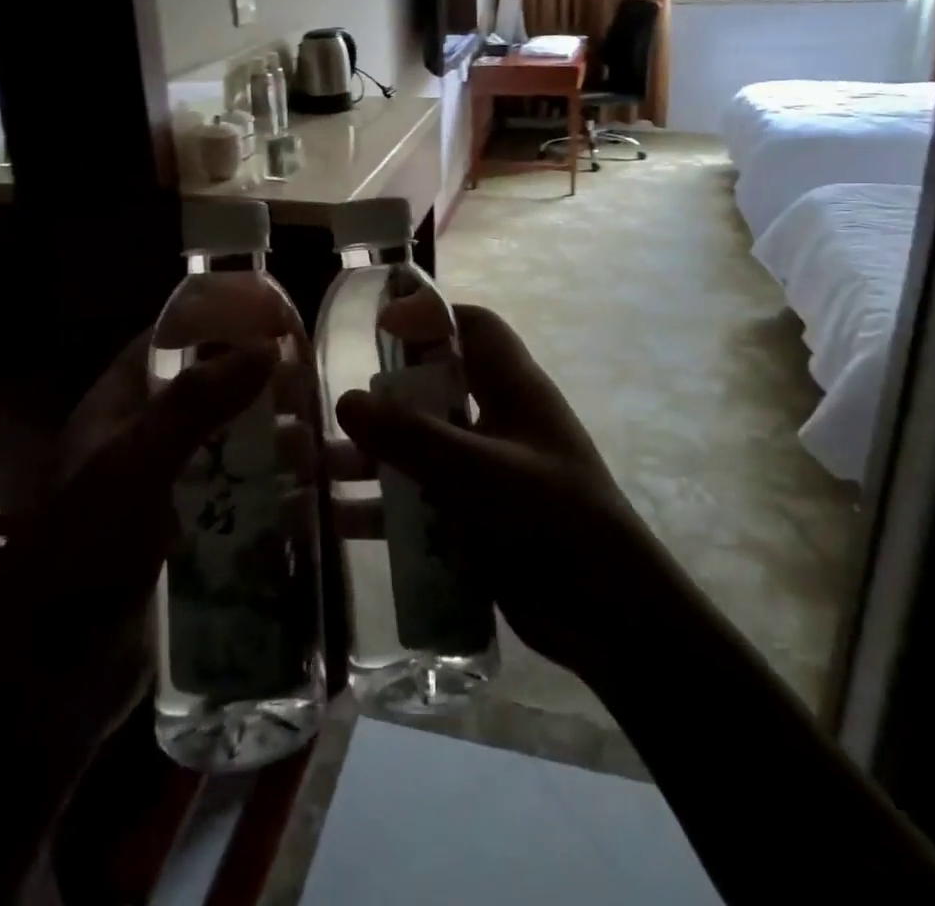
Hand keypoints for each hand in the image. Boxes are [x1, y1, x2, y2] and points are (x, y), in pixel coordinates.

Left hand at [0, 334, 275, 894]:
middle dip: (257, 381)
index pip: (168, 340)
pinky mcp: (189, 535)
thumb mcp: (133, 466)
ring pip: (228, 443)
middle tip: (316, 378)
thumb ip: (194, 403)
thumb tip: (266, 346)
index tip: (275, 315)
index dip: (216, 319)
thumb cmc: (84, 552)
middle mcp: (142, 440)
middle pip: (208, 390)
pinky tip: (312, 491)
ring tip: (326, 434)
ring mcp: (167, 489)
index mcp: (116, 409)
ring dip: (270, 436)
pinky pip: (236, 495)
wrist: (52, 680)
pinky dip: (270, 486)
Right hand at [334, 304, 674, 684]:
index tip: (380, 327)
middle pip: (439, 388)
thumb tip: (345, 401)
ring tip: (324, 467)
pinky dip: (390, 506)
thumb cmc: (549, 519)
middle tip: (340, 409)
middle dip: (389, 396)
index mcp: (514, 389)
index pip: (474, 328)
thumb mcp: (474, 470)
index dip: (430, 317)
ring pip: (426, 447)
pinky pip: (427, 499)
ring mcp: (492, 472)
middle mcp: (502, 422)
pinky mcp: (482, 518)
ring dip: (380, 455)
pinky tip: (345, 522)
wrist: (609, 617)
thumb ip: (409, 435)